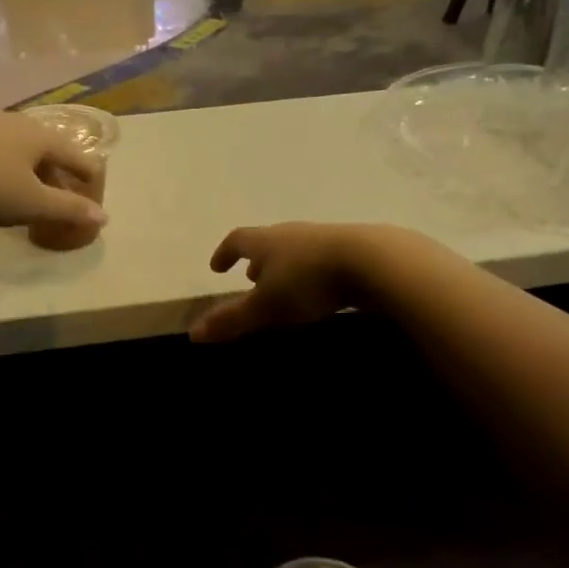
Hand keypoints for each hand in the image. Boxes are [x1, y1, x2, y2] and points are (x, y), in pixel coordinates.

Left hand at [0, 114, 107, 234]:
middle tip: (57, 203)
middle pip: (39, 157)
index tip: (95, 184)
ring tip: (15, 222)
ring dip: (14, 193)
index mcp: (37, 137)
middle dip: (48, 183)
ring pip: (8, 166)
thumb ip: (67, 209)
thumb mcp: (31, 202)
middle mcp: (11, 127)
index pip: (72, 153)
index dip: (86, 171)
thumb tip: (103, 217)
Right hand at [189, 224, 379, 343]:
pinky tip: (321, 289)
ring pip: (296, 250)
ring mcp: (325, 238)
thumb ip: (231, 319)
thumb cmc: (308, 281)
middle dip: (257, 261)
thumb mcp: (265, 306)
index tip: (217, 267)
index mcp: (266, 241)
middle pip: (268, 243)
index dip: (224, 253)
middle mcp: (292, 234)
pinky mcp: (354, 249)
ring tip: (285, 286)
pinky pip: (323, 258)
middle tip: (251, 279)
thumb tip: (193, 333)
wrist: (375, 262)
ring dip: (285, 267)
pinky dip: (312, 272)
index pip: (237, 241)